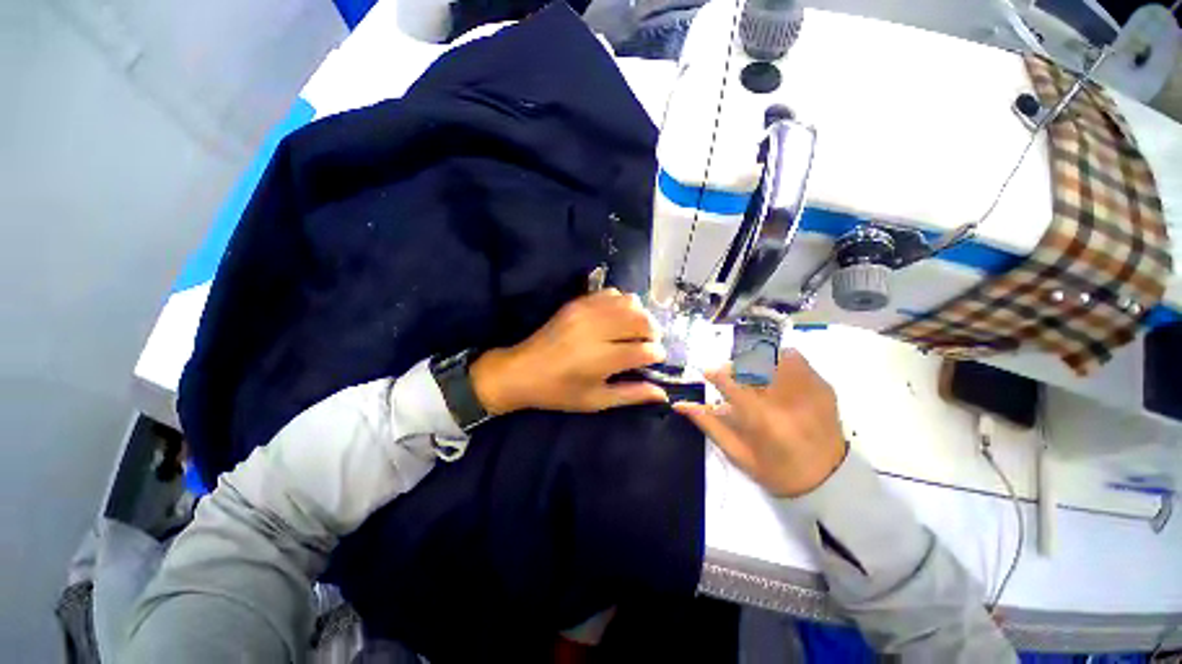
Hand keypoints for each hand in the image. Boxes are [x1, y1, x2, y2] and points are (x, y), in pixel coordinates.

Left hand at [469, 289, 667, 413]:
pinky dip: (622, 303)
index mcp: (600, 359)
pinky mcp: (578, 302)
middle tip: (649, 343)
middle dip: (654, 332)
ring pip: (630, 302)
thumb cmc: (559, 392)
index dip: (657, 354)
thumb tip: (662, 394)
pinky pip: (611, 293)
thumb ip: (631, 395)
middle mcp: (596, 330)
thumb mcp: (595, 400)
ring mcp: (586, 312)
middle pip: (642, 320)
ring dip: (641, 315)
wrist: (521, 370)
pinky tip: (618, 317)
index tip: (655, 360)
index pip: (645, 350)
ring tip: (636, 329)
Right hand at [674, 351, 846, 496]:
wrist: (829, 481)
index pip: (729, 381)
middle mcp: (786, 398)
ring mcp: (809, 389)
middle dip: (735, 366)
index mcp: (762, 418)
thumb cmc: (777, 471)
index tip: (708, 373)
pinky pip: (796, 358)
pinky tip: (776, 377)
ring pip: (774, 355)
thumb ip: (708, 424)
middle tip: (733, 377)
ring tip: (755, 376)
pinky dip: (779, 361)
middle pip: (752, 362)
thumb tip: (680, 404)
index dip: (715, 373)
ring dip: (757, 361)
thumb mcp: (737, 453)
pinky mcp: (823, 386)